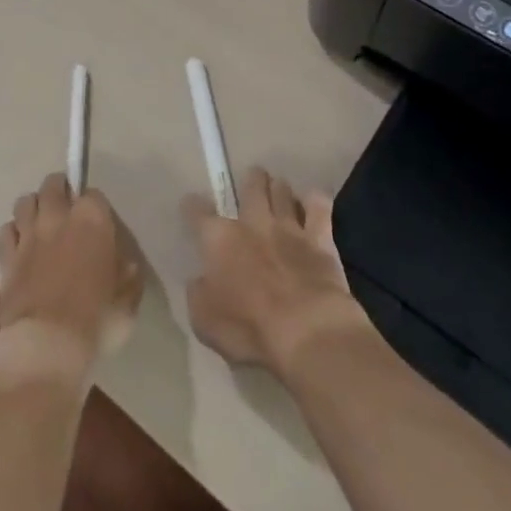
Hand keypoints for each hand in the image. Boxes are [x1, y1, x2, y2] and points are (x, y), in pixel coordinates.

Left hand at [0, 173, 141, 390]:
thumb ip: (127, 272)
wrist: (49, 344)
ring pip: (24, 201)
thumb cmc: (96, 319)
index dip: (95, 206)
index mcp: (92, 220)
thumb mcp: (128, 298)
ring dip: (33, 207)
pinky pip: (4, 231)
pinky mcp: (6, 257)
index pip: (93, 193)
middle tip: (65, 207)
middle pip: (53, 184)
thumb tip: (123, 264)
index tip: (97, 221)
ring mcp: (28, 235)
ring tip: (40, 222)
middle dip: (59, 189)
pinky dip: (11, 233)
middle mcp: (58, 217)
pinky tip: (19, 245)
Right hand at [183, 166, 368, 377]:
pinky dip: (315, 201)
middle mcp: (252, 223)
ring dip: (279, 188)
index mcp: (219, 239)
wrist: (306, 331)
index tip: (191, 205)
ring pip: (282, 191)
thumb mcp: (204, 320)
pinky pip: (319, 207)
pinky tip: (314, 202)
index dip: (192, 206)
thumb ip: (199, 293)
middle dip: (251, 180)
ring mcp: (288, 227)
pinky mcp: (320, 238)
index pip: (198, 212)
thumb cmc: (248, 328)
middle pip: (251, 187)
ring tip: (279, 188)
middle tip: (253, 179)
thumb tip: (200, 279)